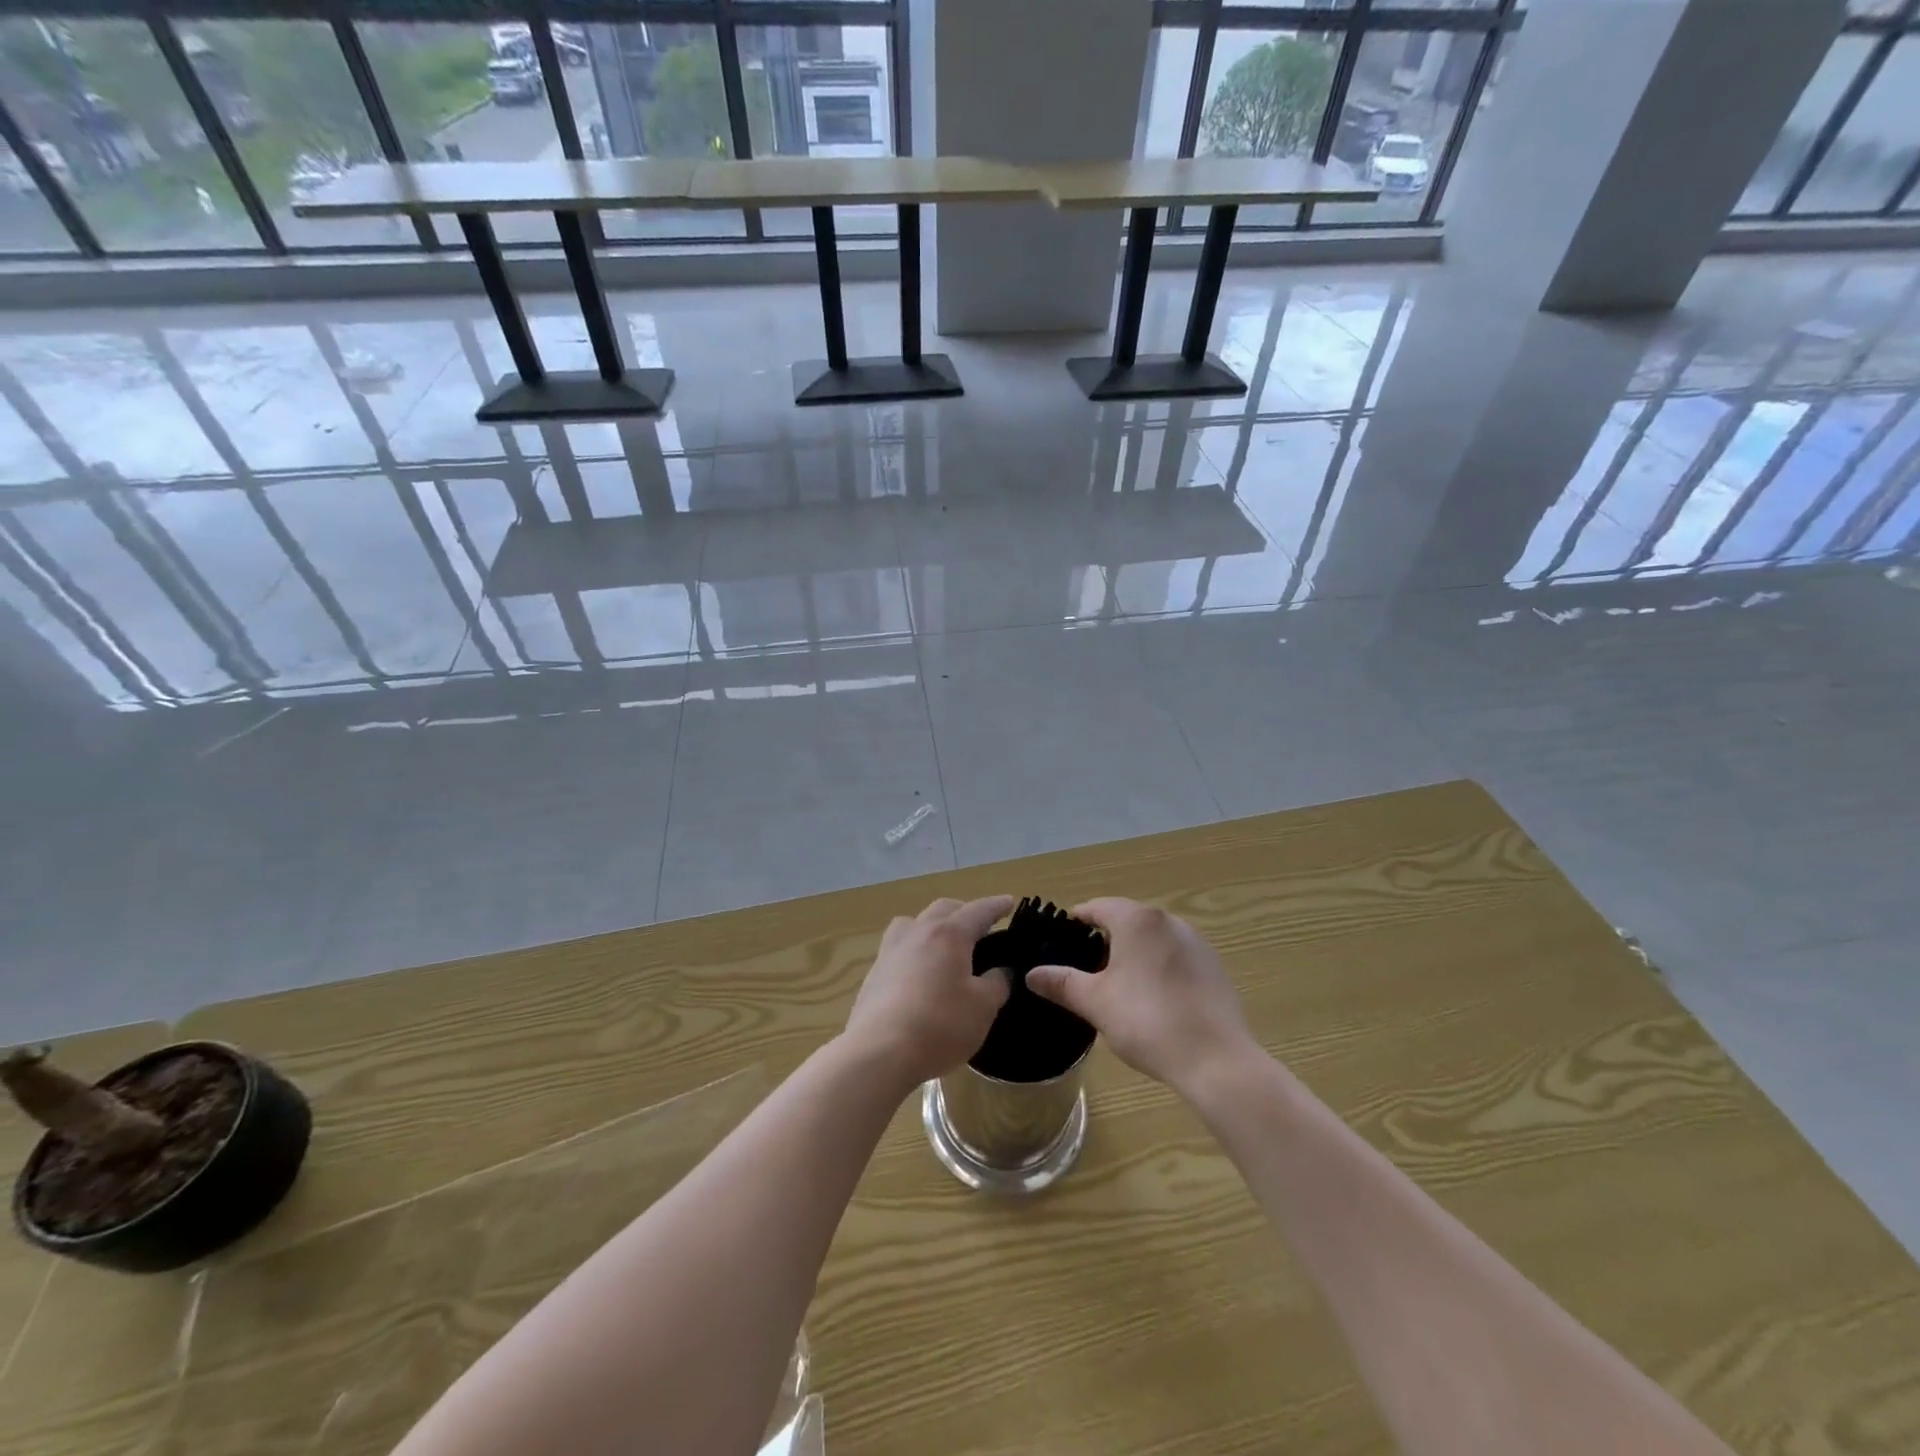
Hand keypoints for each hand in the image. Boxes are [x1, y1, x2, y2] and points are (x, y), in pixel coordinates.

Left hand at [842, 896, 1013, 1090]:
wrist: (879, 1052)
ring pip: (913, 923)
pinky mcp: (874, 974)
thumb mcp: (983, 1007)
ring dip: (931, 925)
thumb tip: (1001, 971)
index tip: (1009, 902)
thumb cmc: (940, 1025)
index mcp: (949, 934)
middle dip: (963, 912)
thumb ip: (997, 983)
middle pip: (943, 909)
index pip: (978, 911)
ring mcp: (891, 951)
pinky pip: (898, 948)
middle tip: (980, 926)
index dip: (996, 906)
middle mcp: (918, 932)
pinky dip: (914, 950)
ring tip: (943, 943)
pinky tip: (919, 973)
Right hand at [1027, 898, 1256, 1091]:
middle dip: (1104, 937)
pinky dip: (1158, 966)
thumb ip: (1062, 983)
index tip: (1061, 939)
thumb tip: (1031, 974)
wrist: (1216, 1060)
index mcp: (1137, 921)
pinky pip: (1175, 956)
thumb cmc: (1147, 1022)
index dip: (1077, 921)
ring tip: (1116, 983)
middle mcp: (1168, 921)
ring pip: (1153, 938)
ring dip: (1133, 952)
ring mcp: (1196, 943)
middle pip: (1127, 919)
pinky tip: (1153, 998)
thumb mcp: (1096, 1003)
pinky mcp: (1214, 967)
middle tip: (1084, 966)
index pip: (1098, 907)